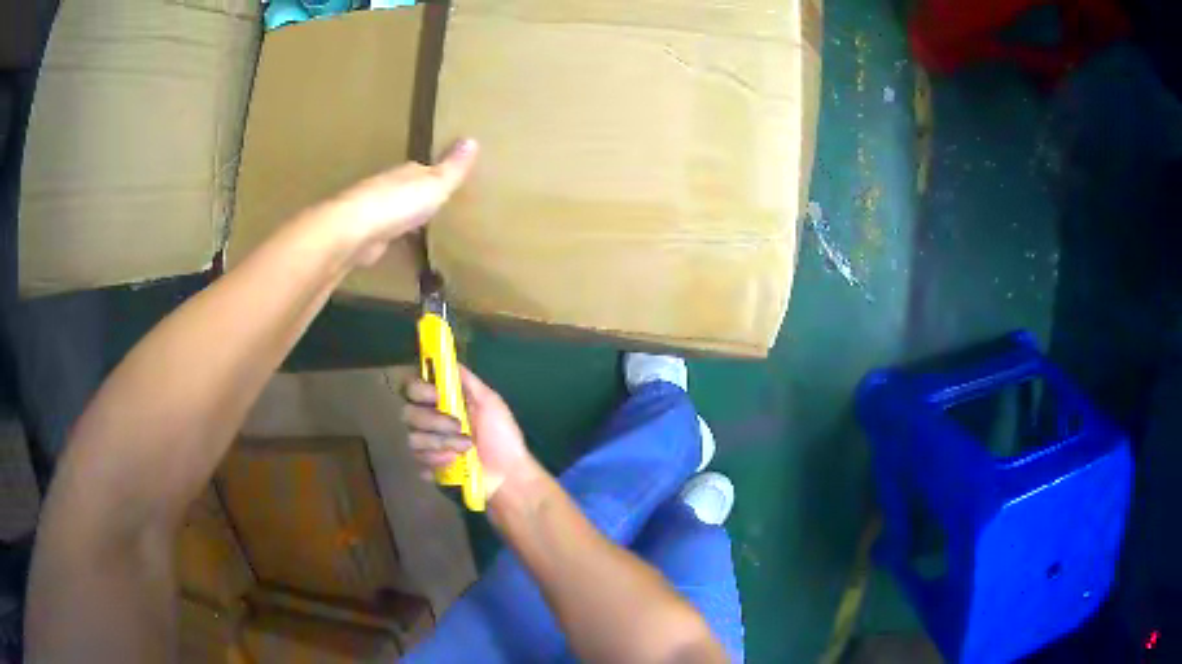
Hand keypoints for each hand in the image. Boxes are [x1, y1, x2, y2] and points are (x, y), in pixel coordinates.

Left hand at [313, 139, 478, 266]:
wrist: (356, 230)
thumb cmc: (399, 203)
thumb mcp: (436, 184)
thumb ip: (453, 168)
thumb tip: (473, 139)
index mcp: (405, 173)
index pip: (421, 170)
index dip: (433, 175)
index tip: (445, 181)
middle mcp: (386, 186)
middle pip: (404, 189)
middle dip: (415, 196)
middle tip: (431, 205)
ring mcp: (371, 211)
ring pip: (391, 210)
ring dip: (400, 216)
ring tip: (415, 227)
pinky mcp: (363, 235)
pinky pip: (382, 233)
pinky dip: (389, 236)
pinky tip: (395, 243)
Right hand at [402, 365, 538, 501]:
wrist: (508, 474)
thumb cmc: (503, 436)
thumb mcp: (490, 403)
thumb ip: (468, 381)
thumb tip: (448, 359)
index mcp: (443, 402)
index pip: (412, 387)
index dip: (419, 389)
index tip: (436, 395)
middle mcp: (429, 420)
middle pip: (407, 412)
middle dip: (433, 420)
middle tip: (458, 425)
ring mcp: (427, 445)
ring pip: (412, 437)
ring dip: (441, 442)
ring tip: (466, 447)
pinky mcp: (428, 467)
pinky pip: (418, 460)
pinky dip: (437, 460)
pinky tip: (454, 462)